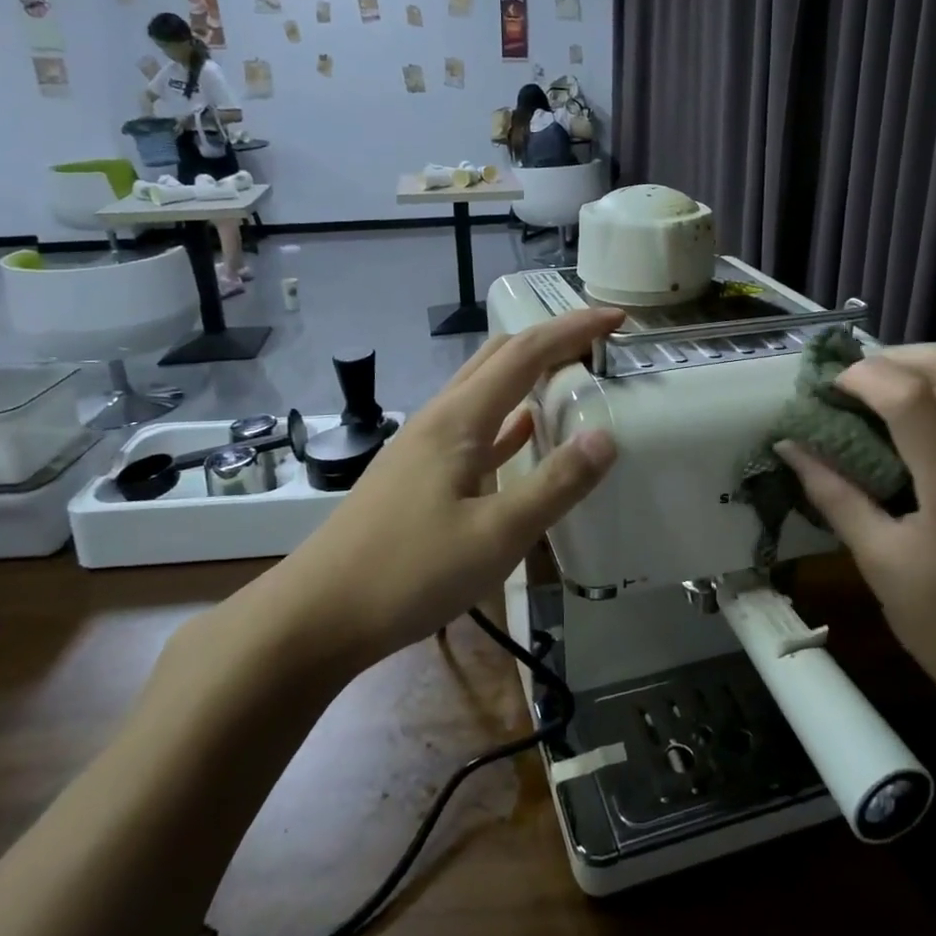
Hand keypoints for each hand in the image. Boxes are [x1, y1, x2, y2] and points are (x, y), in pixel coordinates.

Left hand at [196, 308, 623, 695]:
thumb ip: (555, 484)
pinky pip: (474, 427)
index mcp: (459, 419)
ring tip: (572, 379)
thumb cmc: (408, 573)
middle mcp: (440, 418)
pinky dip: (508, 417)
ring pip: (485, 388)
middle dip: (551, 340)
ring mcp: (425, 445)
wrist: (317, 616)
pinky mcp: (418, 473)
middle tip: (598, 347)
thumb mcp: (496, 535)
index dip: (573, 329)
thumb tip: (606, 436)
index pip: (526, 352)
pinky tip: (526, 432)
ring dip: (528, 374)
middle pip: (500, 357)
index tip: (617, 319)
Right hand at [776, 344, 935, 729]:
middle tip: (851, 383)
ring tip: (872, 405)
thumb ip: (835, 496)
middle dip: (892, 356)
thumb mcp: (881, 567)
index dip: (861, 376)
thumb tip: (792, 447)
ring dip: (915, 377)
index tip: (826, 388)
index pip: (911, 396)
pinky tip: (910, 439)